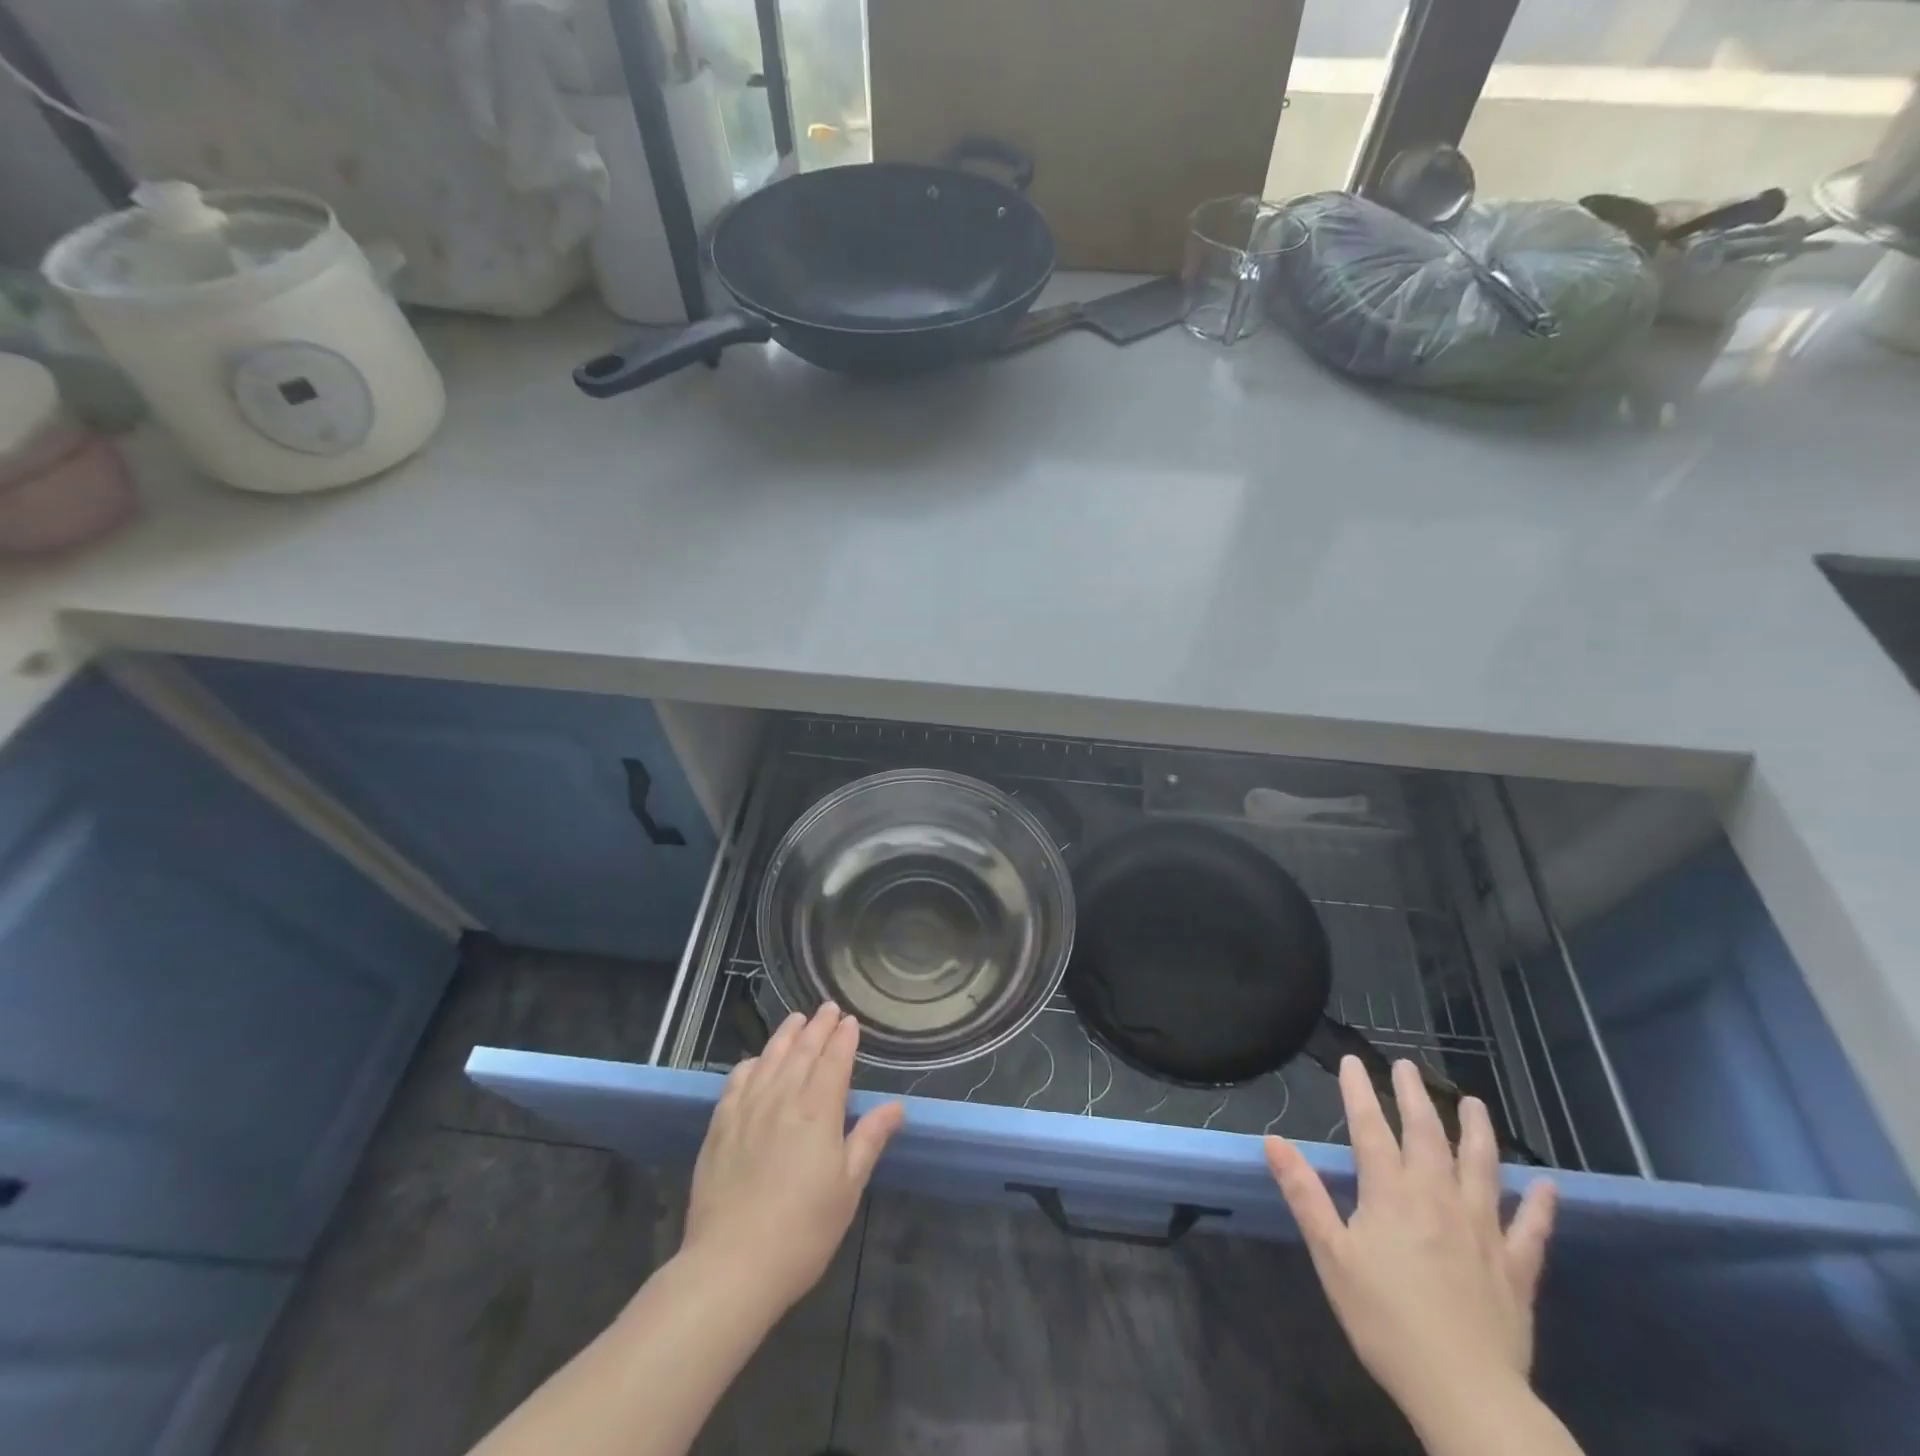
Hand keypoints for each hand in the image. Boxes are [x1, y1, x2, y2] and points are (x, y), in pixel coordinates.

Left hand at [682, 1004, 903, 1315]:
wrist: (731, 1265)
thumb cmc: (803, 1231)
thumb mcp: (848, 1187)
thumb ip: (869, 1139)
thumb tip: (895, 1106)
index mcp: (818, 1110)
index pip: (834, 1060)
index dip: (844, 1038)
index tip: (851, 1021)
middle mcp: (783, 1098)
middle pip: (803, 1051)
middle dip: (818, 1027)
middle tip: (828, 1009)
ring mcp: (747, 1109)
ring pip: (770, 1058)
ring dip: (786, 1035)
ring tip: (796, 1019)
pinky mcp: (720, 1126)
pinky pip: (737, 1080)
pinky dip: (752, 1063)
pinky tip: (756, 1061)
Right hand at [1266, 1057, 1556, 1420]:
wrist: (1464, 1392)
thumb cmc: (1384, 1319)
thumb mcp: (1331, 1255)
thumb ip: (1304, 1193)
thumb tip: (1273, 1141)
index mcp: (1391, 1193)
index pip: (1370, 1128)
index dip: (1359, 1091)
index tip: (1351, 1061)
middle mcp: (1438, 1198)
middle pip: (1427, 1134)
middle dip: (1414, 1096)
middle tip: (1407, 1066)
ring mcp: (1483, 1230)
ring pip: (1483, 1167)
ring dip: (1477, 1131)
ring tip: (1473, 1103)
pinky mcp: (1516, 1268)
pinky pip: (1532, 1230)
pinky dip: (1541, 1206)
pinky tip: (1549, 1187)